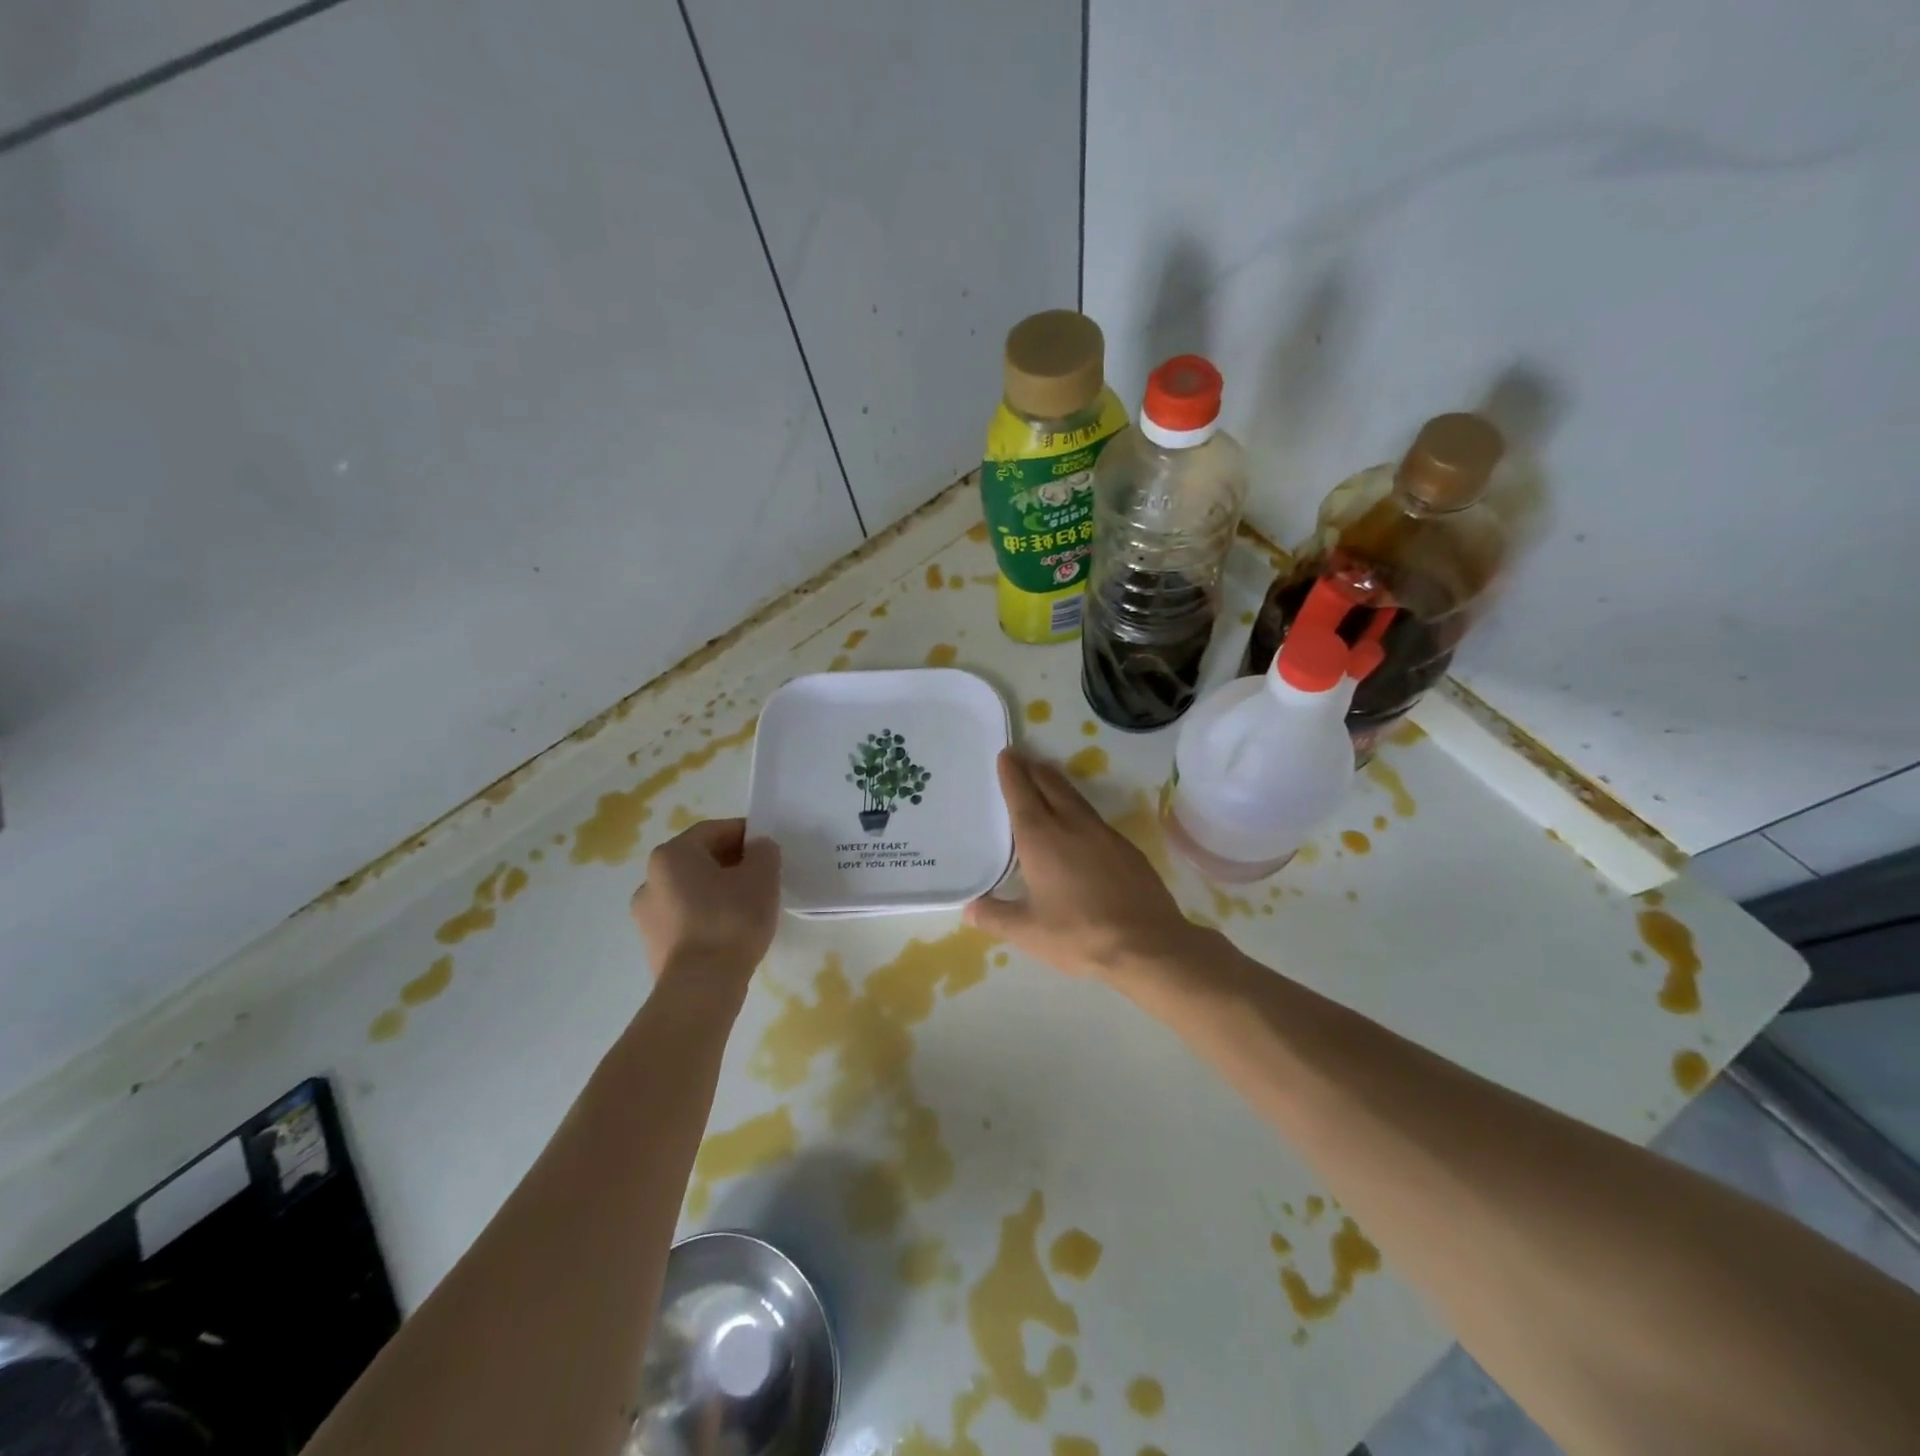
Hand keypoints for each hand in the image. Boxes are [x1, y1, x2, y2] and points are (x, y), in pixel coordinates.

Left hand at [630, 819, 780, 985]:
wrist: (702, 986)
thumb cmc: (732, 919)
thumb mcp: (762, 876)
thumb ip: (764, 851)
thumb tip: (758, 848)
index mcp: (672, 855)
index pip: (713, 831)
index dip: (744, 833)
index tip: (768, 847)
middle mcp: (650, 879)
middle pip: (698, 860)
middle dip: (731, 863)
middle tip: (762, 876)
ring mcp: (646, 915)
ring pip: (691, 891)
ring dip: (718, 890)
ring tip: (749, 906)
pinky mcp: (653, 945)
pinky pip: (686, 919)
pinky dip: (707, 916)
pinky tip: (731, 930)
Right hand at [965, 750, 1203, 982]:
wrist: (1147, 945)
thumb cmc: (1079, 935)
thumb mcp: (1027, 932)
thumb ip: (994, 916)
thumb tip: (968, 908)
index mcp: (1041, 839)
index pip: (1022, 795)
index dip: (1012, 774)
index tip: (1007, 755)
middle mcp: (1072, 826)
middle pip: (1050, 787)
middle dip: (1034, 770)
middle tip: (1023, 759)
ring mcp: (1104, 835)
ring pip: (1076, 799)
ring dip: (1057, 785)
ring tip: (1047, 780)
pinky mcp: (1127, 848)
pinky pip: (1095, 819)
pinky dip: (1079, 810)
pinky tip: (1080, 825)